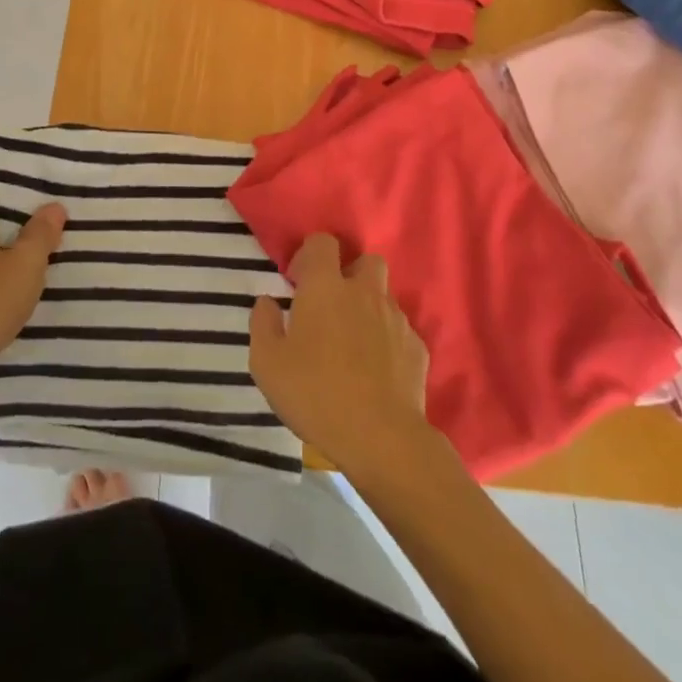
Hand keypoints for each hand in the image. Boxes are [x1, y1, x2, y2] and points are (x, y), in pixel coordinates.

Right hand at [249, 234, 430, 477]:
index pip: (322, 242)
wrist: (381, 438)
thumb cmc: (315, 394)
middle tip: (332, 306)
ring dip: (370, 307)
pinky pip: (401, 330)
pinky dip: (388, 340)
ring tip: (355, 340)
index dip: (309, 255)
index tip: (298, 284)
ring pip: (385, 295)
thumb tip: (267, 302)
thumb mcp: (266, 363)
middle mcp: (364, 292)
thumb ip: (262, 323)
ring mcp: (396, 319)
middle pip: (365, 260)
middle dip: (350, 274)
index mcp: (325, 287)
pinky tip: (377, 369)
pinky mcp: (418, 348)